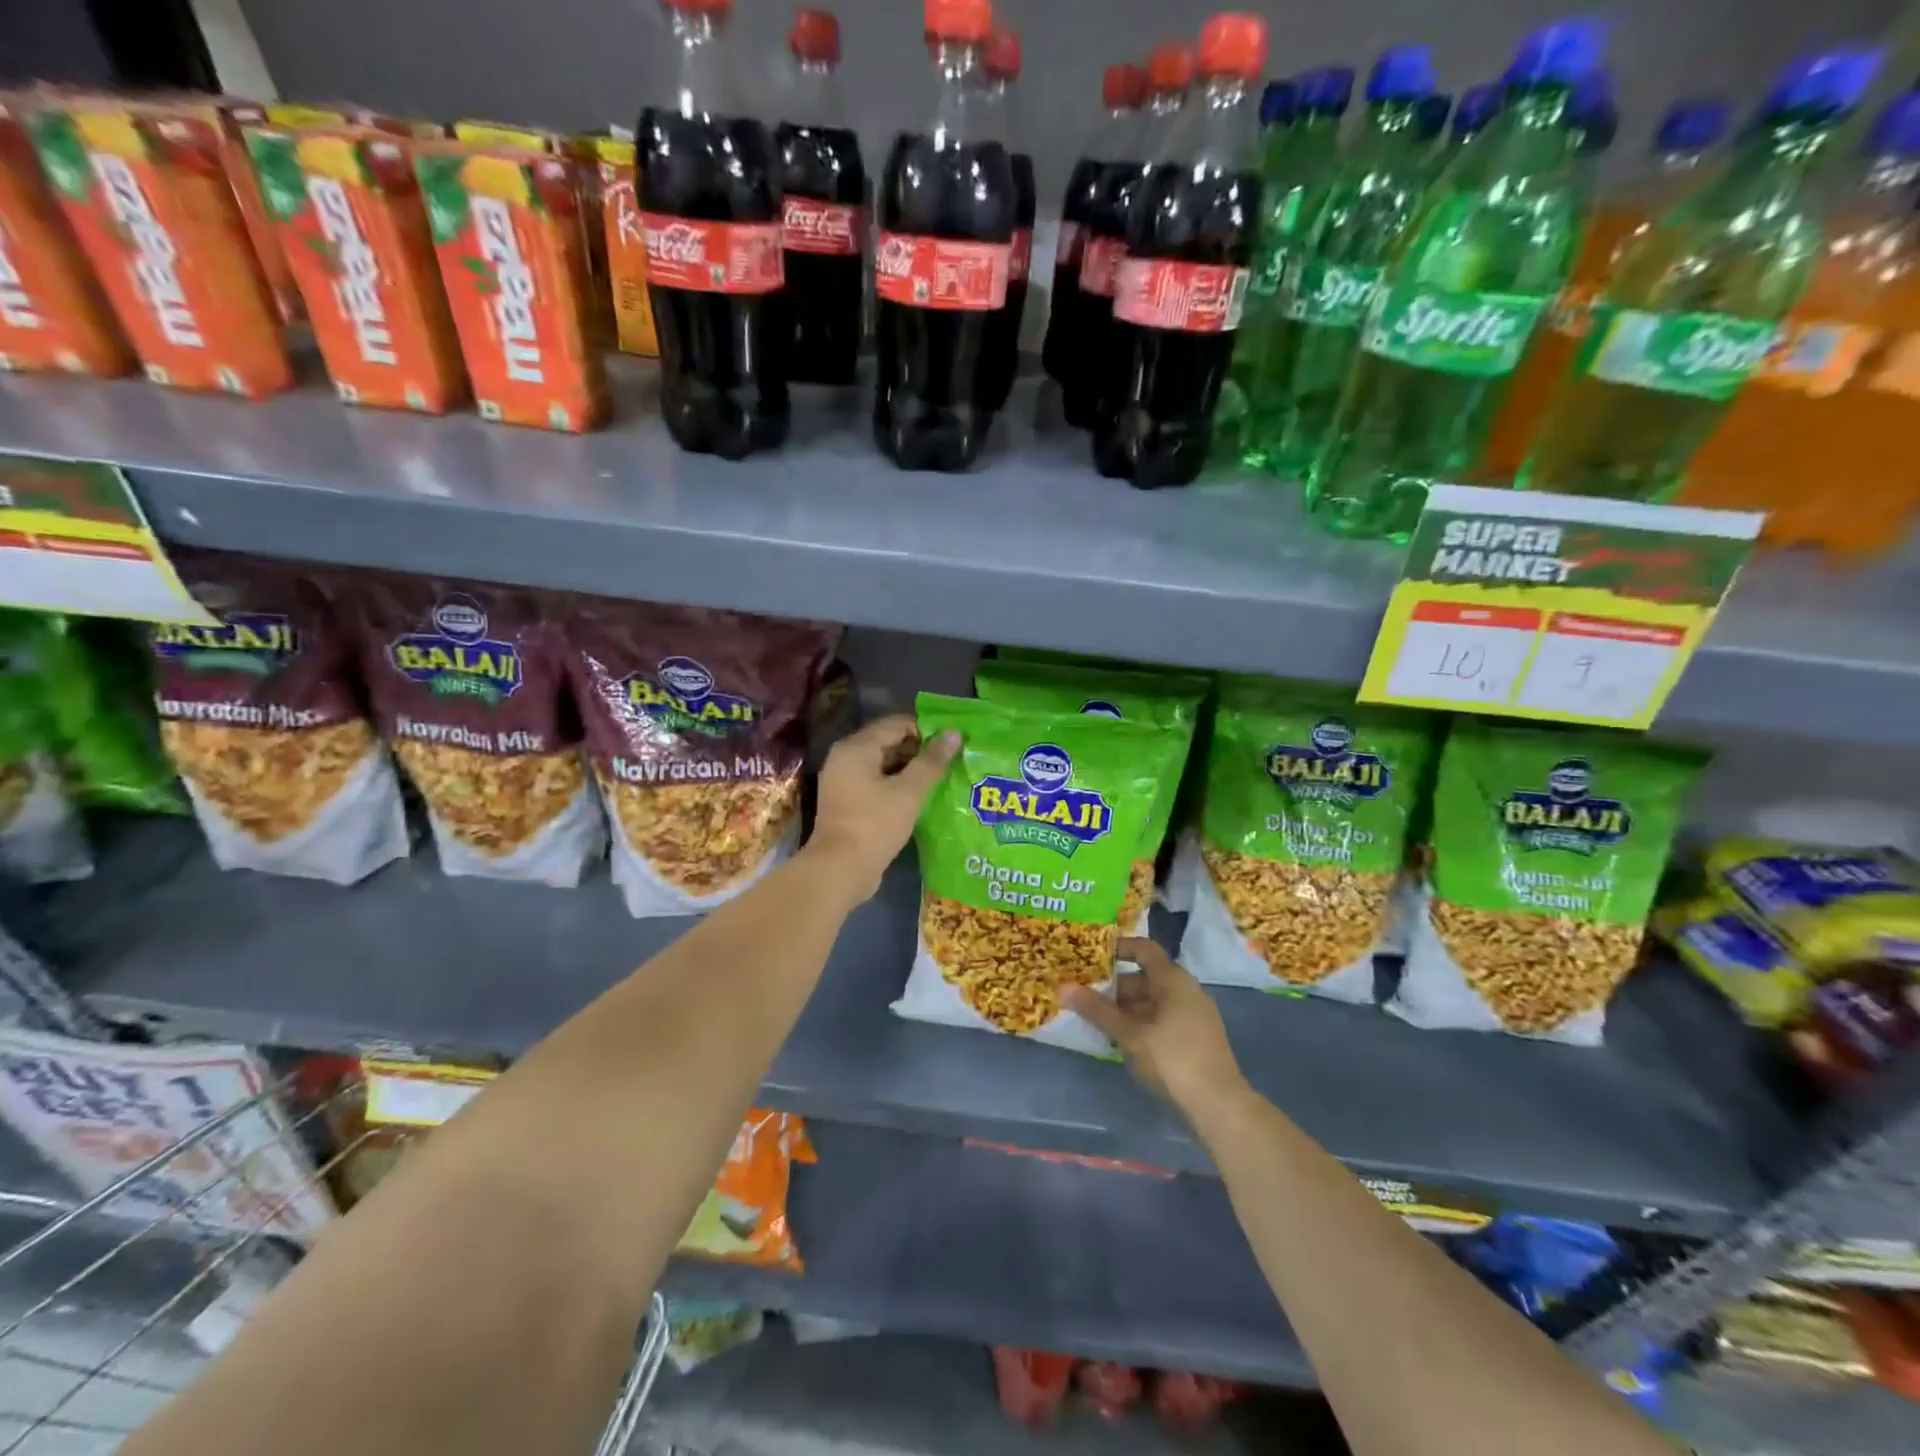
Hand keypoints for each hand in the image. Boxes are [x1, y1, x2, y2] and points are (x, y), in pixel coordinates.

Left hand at [806, 714, 959, 903]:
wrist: (840, 870)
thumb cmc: (875, 824)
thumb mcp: (909, 791)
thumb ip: (932, 761)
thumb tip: (954, 733)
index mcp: (856, 747)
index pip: (896, 724)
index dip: (926, 730)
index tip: (952, 742)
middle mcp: (845, 758)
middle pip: (889, 742)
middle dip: (920, 750)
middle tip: (952, 760)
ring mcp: (844, 781)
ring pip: (884, 765)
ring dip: (911, 770)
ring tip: (943, 778)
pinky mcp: (849, 803)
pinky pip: (878, 784)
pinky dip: (898, 786)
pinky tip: (922, 796)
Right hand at [1065, 939, 1248, 1114]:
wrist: (1220, 1107)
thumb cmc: (1173, 1060)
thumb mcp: (1130, 1035)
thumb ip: (1098, 1010)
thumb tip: (1064, 987)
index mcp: (1174, 980)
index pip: (1144, 949)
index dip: (1118, 948)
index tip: (1091, 956)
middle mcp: (1187, 990)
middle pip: (1145, 978)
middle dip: (1115, 986)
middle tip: (1085, 995)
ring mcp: (1194, 1015)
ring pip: (1152, 1001)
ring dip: (1125, 1008)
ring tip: (1096, 1019)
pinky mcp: (1195, 1038)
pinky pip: (1162, 1019)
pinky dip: (1140, 1023)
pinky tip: (1120, 1040)